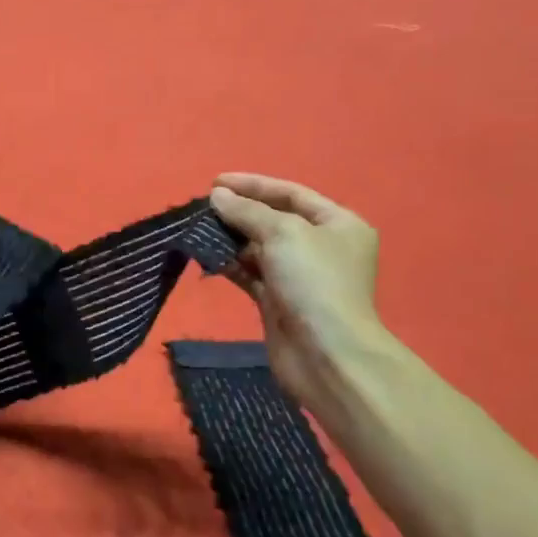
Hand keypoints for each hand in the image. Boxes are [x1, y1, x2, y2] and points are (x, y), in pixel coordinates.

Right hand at [209, 173, 388, 422]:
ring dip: (231, 237)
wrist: (326, 355)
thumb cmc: (314, 282)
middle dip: (239, 211)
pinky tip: (206, 255)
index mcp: (338, 224)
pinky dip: (230, 263)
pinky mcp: (279, 301)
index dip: (253, 185)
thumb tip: (217, 196)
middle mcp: (321, 247)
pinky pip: (250, 273)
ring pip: (259, 247)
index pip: (291, 193)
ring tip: (199, 229)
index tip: (215, 182)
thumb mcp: (282, 232)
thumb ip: (247, 210)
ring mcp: (300, 276)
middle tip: (203, 207)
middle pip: (274, 219)